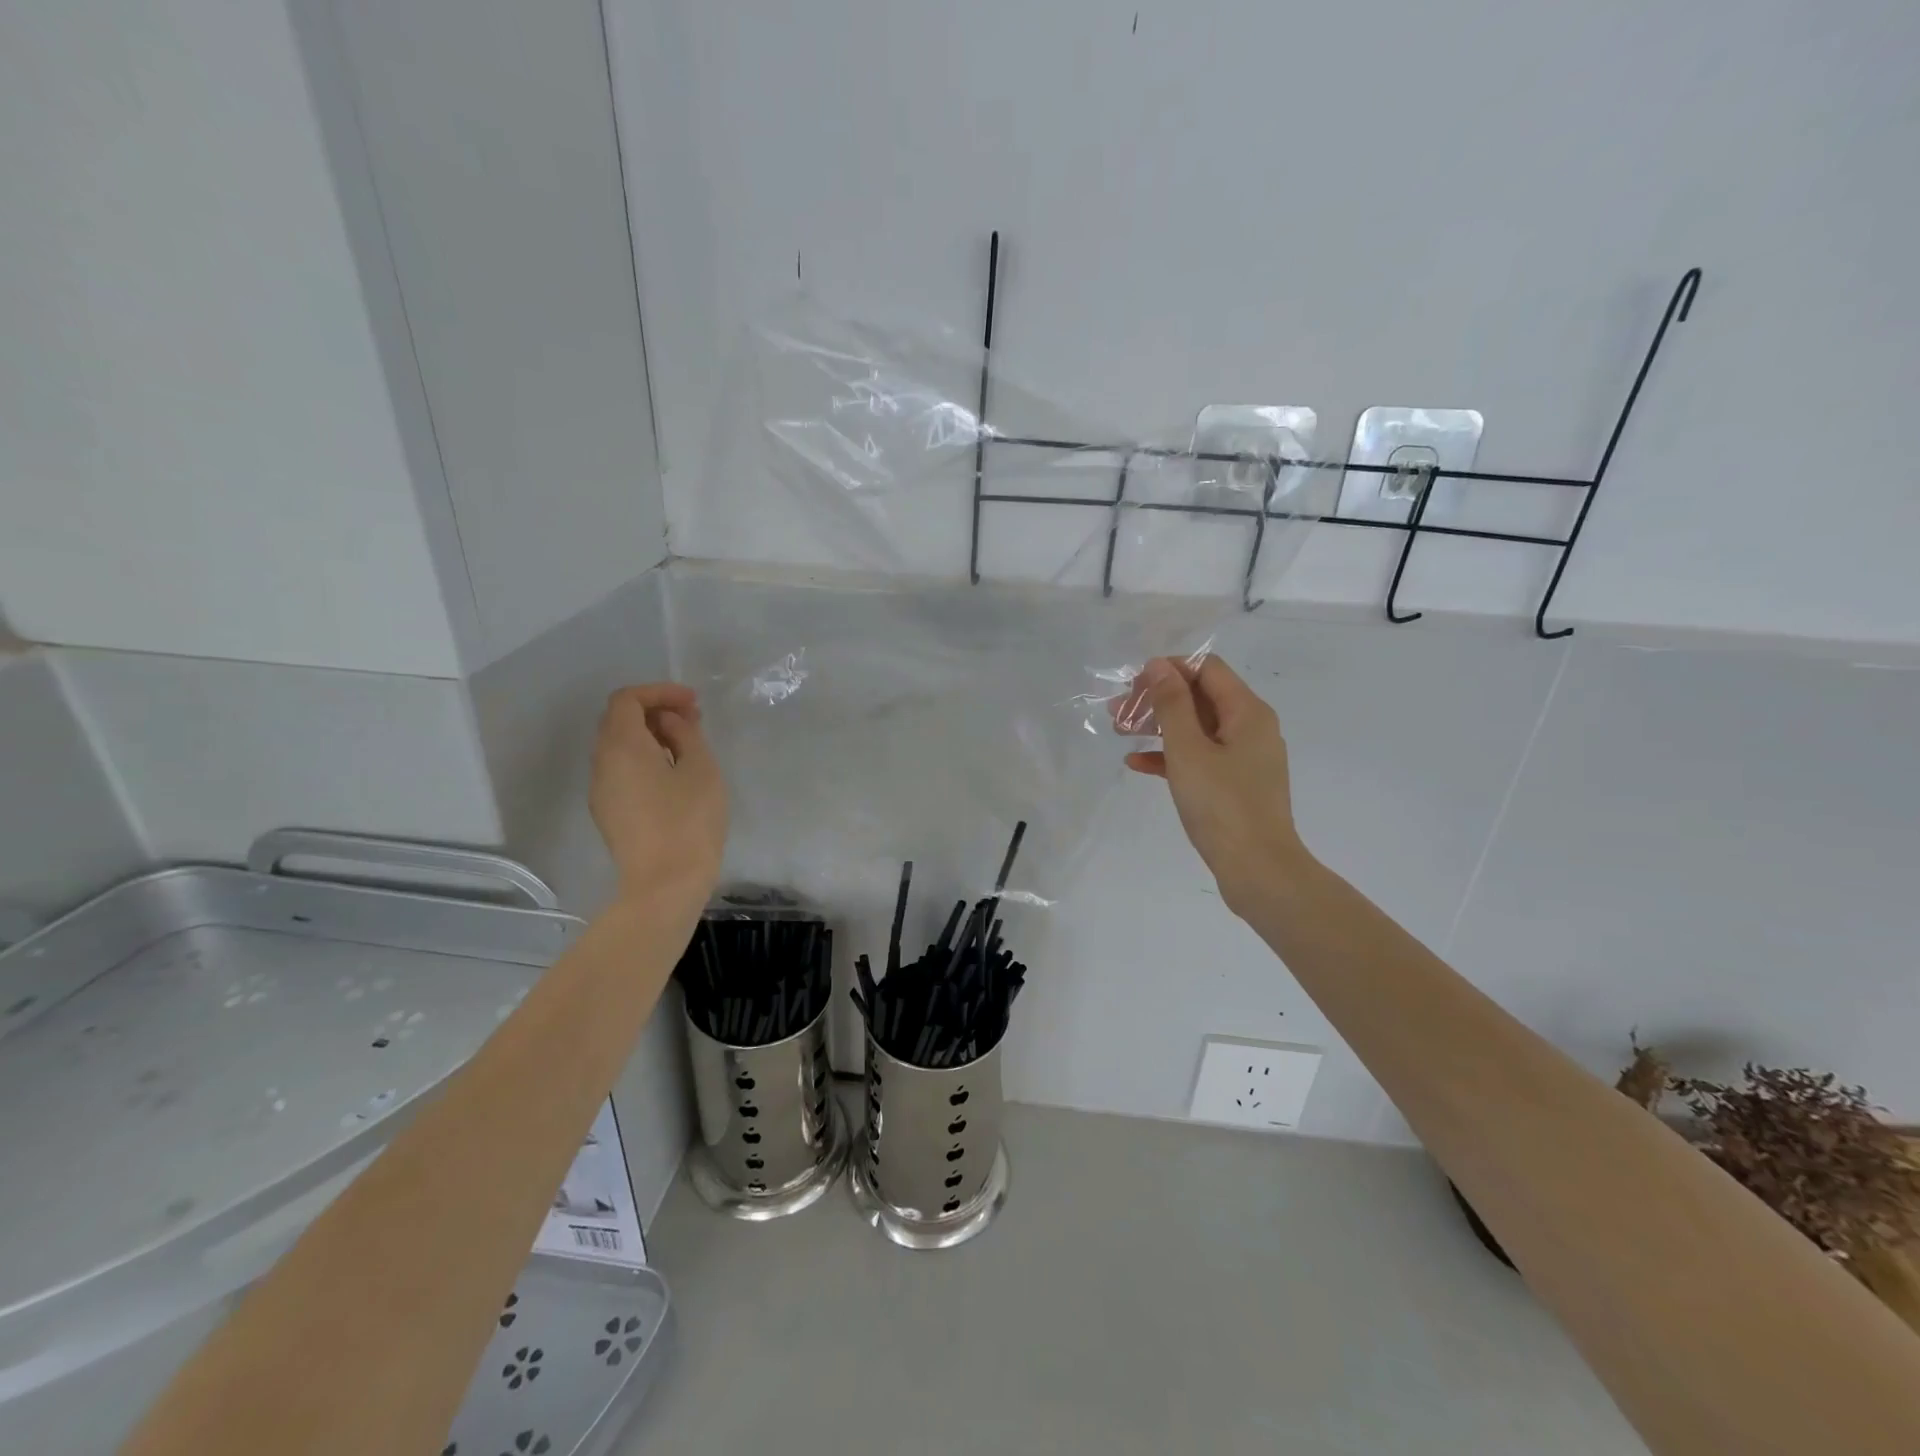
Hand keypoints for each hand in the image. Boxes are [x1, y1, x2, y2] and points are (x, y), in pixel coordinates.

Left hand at [590, 683, 728, 905]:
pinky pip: (621, 770)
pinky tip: (673, 773)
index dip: (659, 692)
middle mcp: (602, 763)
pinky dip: (644, 758)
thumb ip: (685, 735)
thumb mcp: (701, 769)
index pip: (627, 699)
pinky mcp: (609, 812)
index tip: (692, 702)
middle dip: (655, 711)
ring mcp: (601, 790)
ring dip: (650, 736)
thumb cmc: (689, 822)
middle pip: (619, 720)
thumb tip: (669, 723)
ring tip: (687, 746)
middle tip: (692, 720)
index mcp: (622, 746)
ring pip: (619, 747)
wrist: (664, 884)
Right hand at [1119, 656, 1308, 916]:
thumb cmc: (1222, 805)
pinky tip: (1137, 764)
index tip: (1133, 687)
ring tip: (1120, 732)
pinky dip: (1170, 756)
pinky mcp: (1235, 784)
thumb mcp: (1188, 750)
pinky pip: (1199, 757)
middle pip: (1199, 697)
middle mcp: (1251, 727)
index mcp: (1247, 712)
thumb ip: (1172, 704)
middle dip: (1157, 700)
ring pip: (1196, 728)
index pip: (1206, 669)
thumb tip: (1158, 666)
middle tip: (1117, 712)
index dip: (1168, 670)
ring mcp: (1244, 758)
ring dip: (1158, 726)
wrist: (1258, 870)